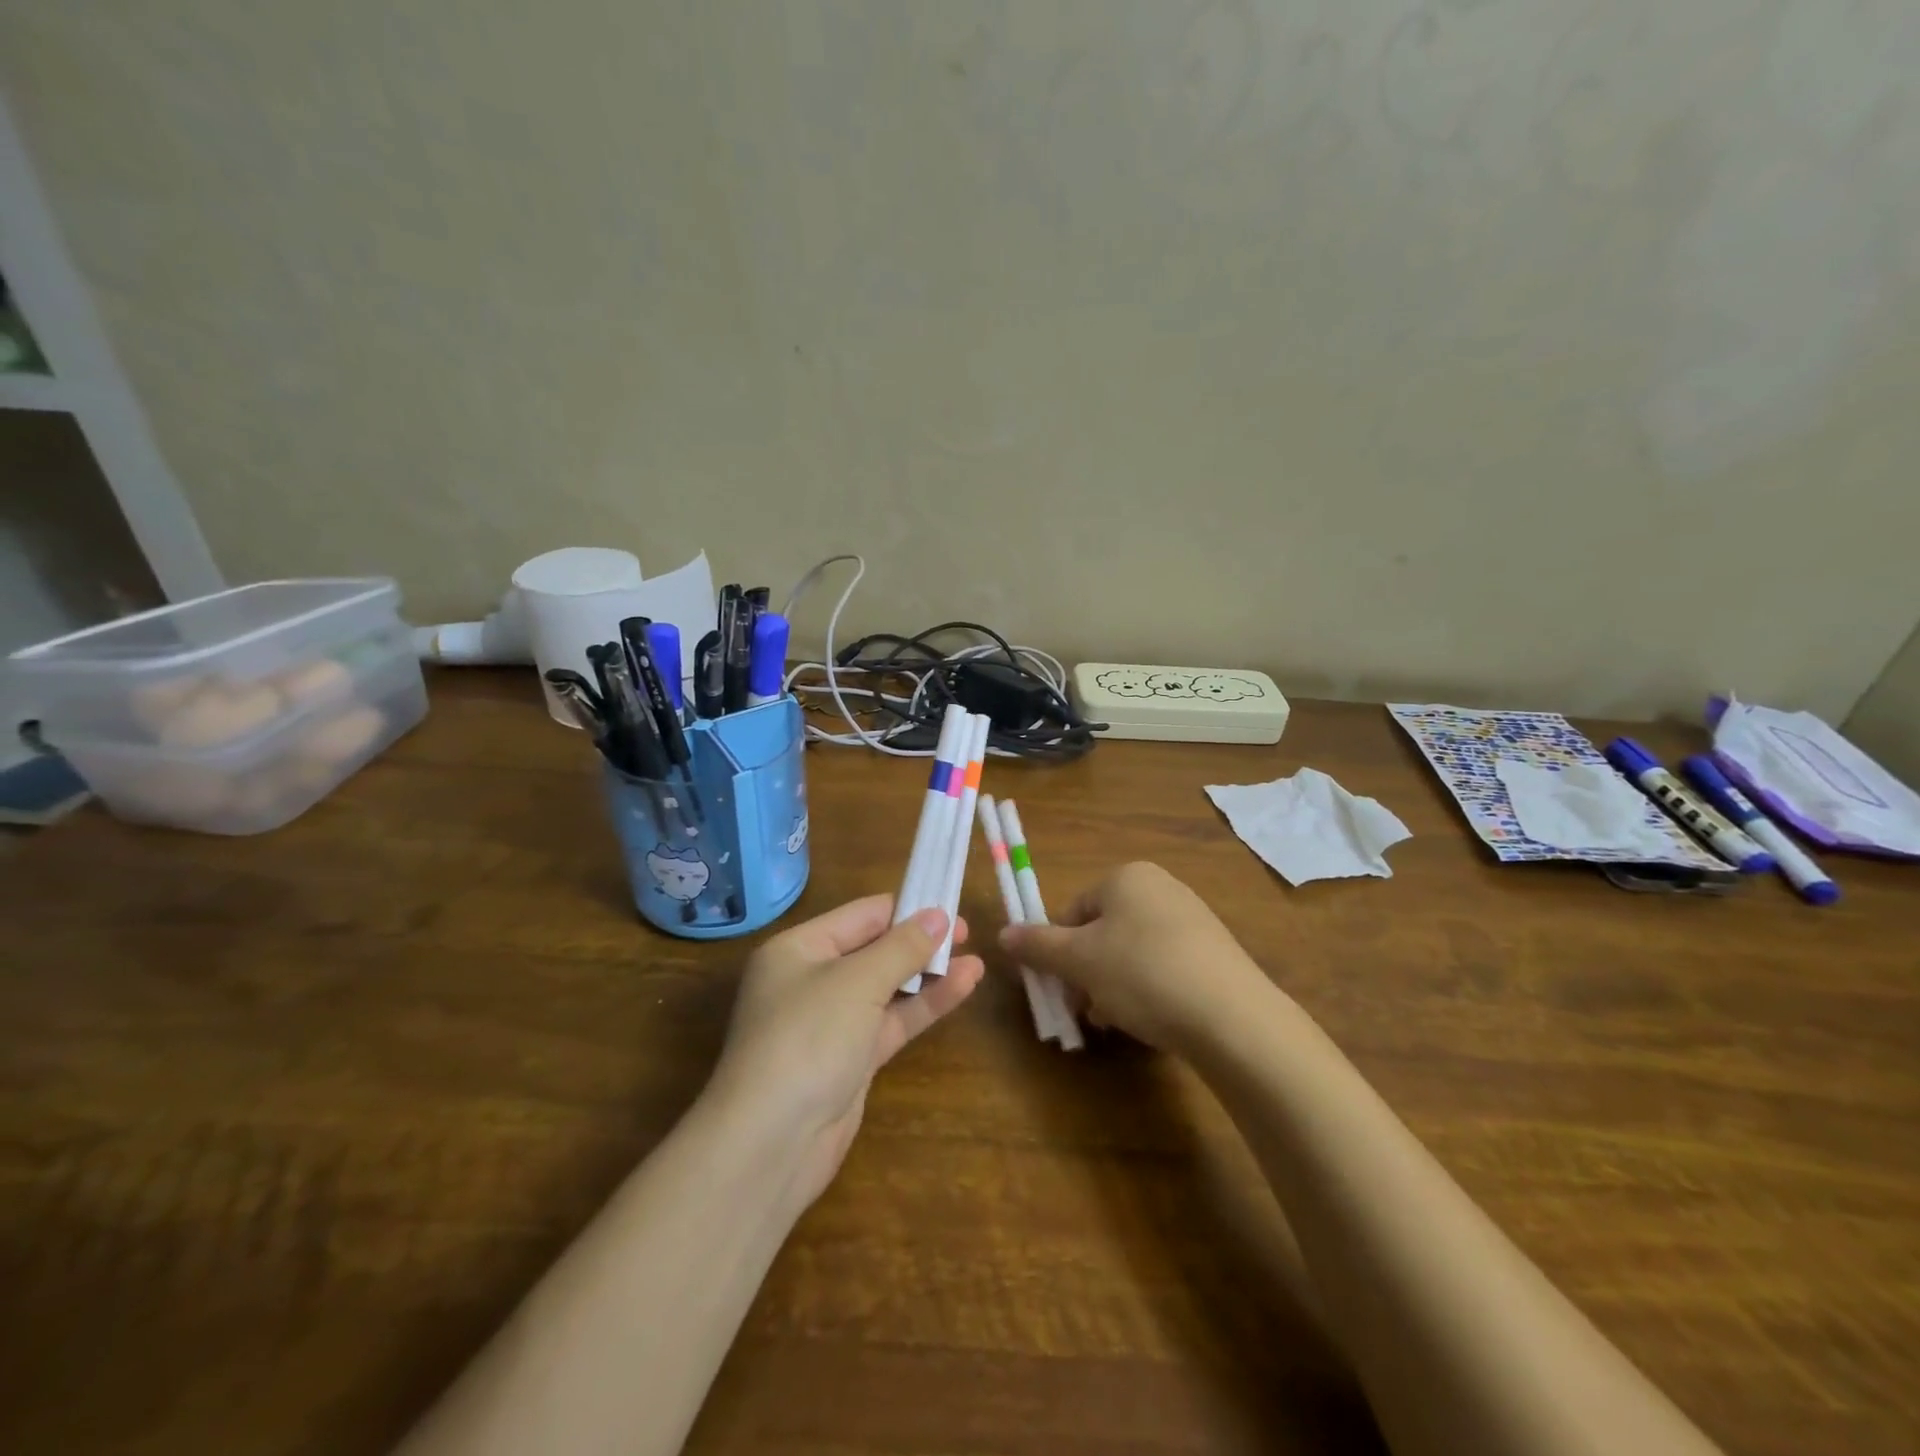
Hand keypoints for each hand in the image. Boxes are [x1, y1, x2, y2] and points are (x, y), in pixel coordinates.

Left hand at [708, 896, 983, 1208]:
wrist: (770, 1144)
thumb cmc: (808, 1038)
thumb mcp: (857, 981)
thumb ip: (902, 947)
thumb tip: (938, 915)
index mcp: (798, 949)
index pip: (860, 915)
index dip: (905, 908)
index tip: (948, 902)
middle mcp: (811, 979)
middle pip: (874, 949)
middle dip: (919, 941)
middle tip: (966, 932)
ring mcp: (831, 1022)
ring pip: (887, 987)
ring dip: (928, 974)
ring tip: (975, 958)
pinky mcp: (850, 1059)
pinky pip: (891, 1021)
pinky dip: (924, 1005)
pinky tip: (962, 987)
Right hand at [1000, 862, 1271, 1053]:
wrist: (1232, 1016)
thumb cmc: (1142, 973)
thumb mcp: (1078, 961)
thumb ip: (1037, 945)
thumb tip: (1002, 934)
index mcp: (1126, 877)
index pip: (1073, 911)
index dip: (1059, 952)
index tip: (1062, 989)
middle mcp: (1160, 887)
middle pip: (1101, 932)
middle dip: (1087, 973)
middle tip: (1087, 1010)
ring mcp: (1191, 918)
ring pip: (1130, 952)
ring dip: (1113, 986)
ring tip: (1118, 1020)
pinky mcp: (1214, 951)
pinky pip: (1164, 965)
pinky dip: (1149, 990)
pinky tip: (1151, 1020)